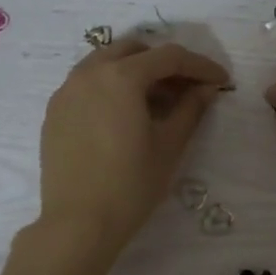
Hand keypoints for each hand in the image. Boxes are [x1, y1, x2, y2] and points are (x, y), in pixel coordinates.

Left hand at [39, 38, 230, 261]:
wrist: (78, 223)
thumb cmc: (130, 185)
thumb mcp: (169, 147)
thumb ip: (190, 110)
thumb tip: (206, 89)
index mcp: (121, 77)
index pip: (169, 57)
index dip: (200, 65)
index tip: (221, 80)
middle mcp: (89, 73)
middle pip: (133, 51)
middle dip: (164, 64)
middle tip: (187, 89)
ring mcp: (66, 91)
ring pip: (105, 63)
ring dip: (135, 72)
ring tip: (156, 102)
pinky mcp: (54, 112)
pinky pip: (86, 85)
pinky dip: (110, 88)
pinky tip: (124, 116)